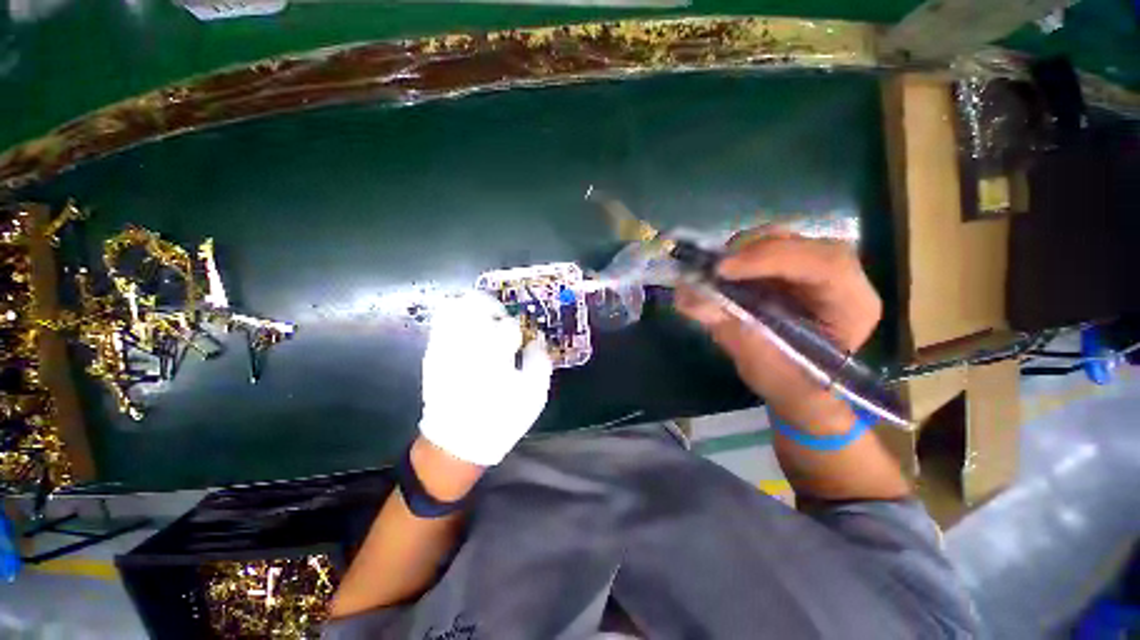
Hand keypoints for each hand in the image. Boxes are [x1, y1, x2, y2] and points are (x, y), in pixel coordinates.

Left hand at [418, 292, 552, 465]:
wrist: (456, 443)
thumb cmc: (500, 419)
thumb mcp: (533, 395)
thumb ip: (540, 361)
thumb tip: (537, 340)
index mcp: (494, 356)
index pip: (508, 326)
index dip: (518, 331)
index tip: (519, 342)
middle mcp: (466, 345)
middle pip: (475, 303)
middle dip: (492, 305)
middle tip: (500, 319)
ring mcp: (445, 347)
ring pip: (453, 307)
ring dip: (472, 308)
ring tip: (483, 322)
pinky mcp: (432, 353)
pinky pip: (441, 323)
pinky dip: (457, 319)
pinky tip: (468, 334)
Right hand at [675, 230, 881, 429]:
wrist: (799, 390)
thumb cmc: (791, 385)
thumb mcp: (761, 364)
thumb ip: (728, 329)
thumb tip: (686, 297)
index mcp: (851, 305)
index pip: (824, 264)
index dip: (772, 259)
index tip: (723, 270)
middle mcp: (840, 280)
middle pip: (802, 244)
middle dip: (753, 251)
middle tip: (714, 268)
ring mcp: (814, 272)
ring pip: (782, 241)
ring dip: (742, 253)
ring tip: (713, 272)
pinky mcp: (790, 272)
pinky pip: (765, 252)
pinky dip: (737, 260)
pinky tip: (720, 275)